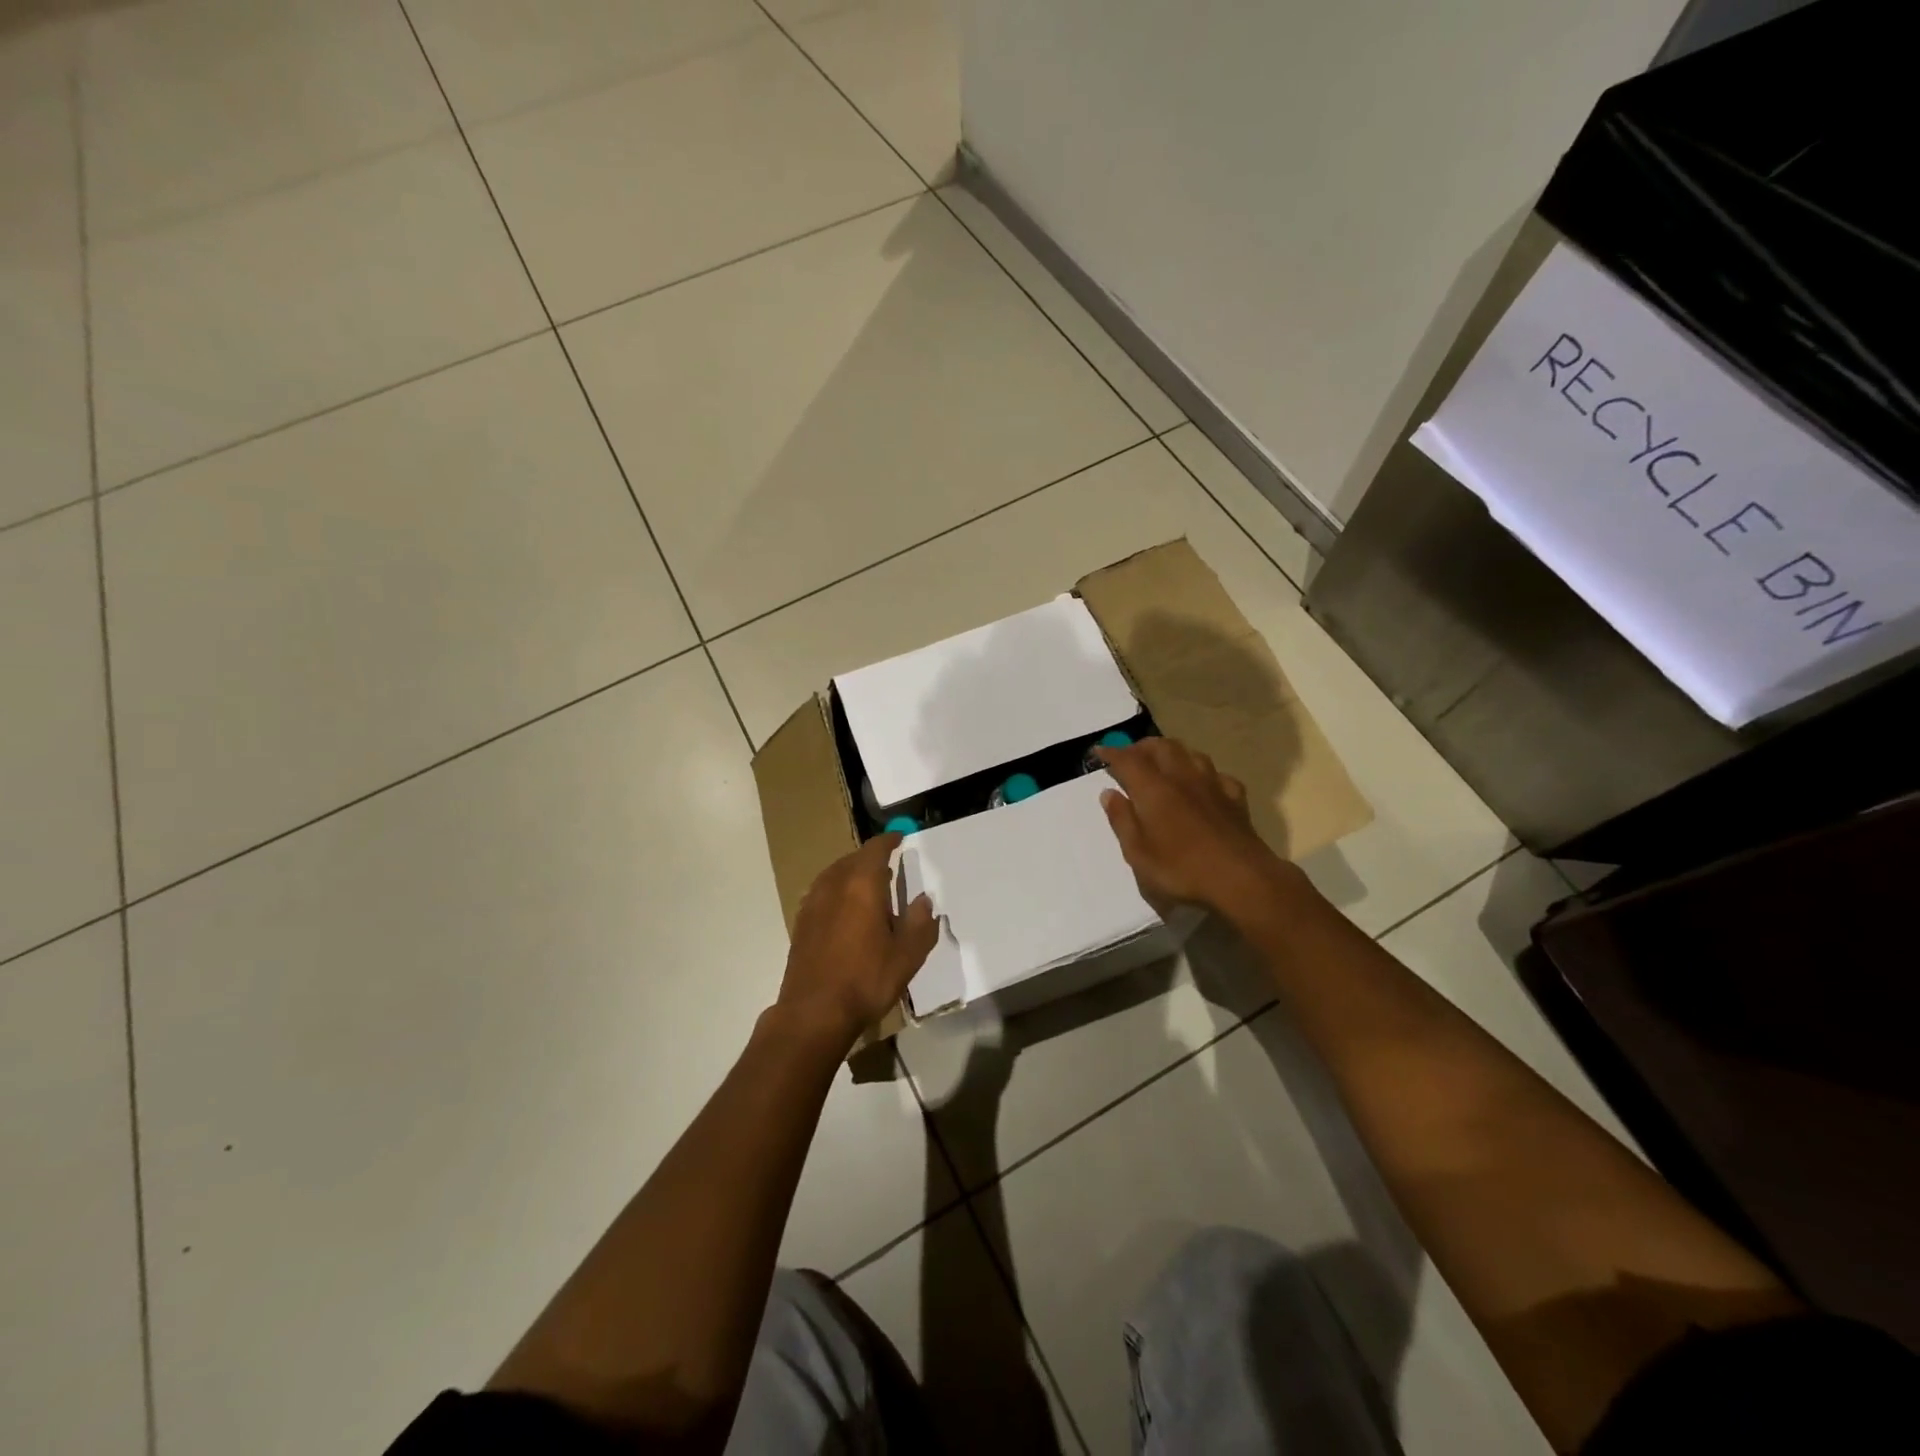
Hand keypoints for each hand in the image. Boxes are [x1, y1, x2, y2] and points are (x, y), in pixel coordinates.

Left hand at [776, 834, 937, 1045]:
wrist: (814, 1012)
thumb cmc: (866, 980)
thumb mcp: (907, 955)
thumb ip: (920, 923)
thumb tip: (923, 900)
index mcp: (862, 885)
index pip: (875, 850)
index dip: (889, 841)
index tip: (900, 838)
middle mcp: (834, 885)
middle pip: (853, 859)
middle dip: (871, 858)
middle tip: (889, 866)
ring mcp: (813, 903)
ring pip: (835, 874)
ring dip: (852, 874)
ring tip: (870, 888)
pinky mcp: (801, 923)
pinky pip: (823, 892)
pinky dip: (838, 891)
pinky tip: (847, 912)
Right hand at [1095, 737, 1292, 917]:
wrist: (1241, 879)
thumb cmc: (1181, 869)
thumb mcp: (1138, 853)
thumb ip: (1122, 820)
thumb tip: (1108, 793)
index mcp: (1153, 789)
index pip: (1128, 760)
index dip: (1112, 753)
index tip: (1099, 751)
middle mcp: (1182, 777)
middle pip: (1161, 746)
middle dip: (1142, 746)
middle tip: (1130, 756)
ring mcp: (1212, 785)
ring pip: (1191, 753)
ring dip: (1172, 752)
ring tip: (1163, 763)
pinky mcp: (1235, 798)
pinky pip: (1216, 774)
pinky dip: (1203, 774)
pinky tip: (1202, 785)